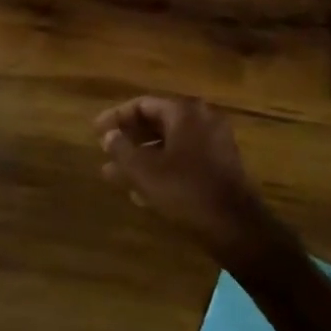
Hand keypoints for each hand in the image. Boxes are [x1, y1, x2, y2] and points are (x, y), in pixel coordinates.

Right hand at [93, 96, 272, 260]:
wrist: (235, 226)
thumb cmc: (185, 190)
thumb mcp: (144, 171)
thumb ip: (122, 149)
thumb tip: (108, 135)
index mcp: (185, 112)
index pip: (143, 104)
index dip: (116, 117)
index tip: (96, 132)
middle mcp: (202, 120)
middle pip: (157, 122)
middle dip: (129, 139)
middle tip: (105, 151)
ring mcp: (215, 143)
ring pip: (170, 144)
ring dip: (142, 157)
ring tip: (115, 175)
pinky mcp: (220, 166)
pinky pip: (184, 159)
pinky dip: (162, 168)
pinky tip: (141, 191)